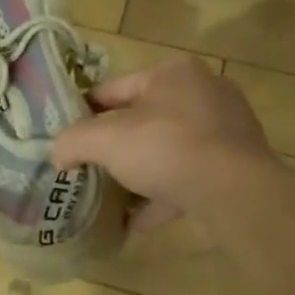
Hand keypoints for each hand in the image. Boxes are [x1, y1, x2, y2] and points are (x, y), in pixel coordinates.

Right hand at [53, 57, 272, 233]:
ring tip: (112, 193)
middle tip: (89, 165)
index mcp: (172, 73)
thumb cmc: (166, 149)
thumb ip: (73, 141)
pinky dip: (163, 195)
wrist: (235, 193)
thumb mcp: (105, 141)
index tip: (67, 135)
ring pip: (168, 149)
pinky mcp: (237, 165)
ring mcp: (225, 130)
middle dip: (116, 144)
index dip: (85, 112)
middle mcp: (203, 93)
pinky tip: (137, 220)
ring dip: (140, 171)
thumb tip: (57, 152)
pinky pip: (189, 176)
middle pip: (144, 118)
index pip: (114, 88)